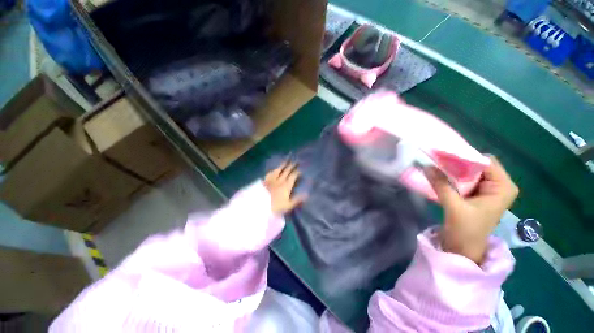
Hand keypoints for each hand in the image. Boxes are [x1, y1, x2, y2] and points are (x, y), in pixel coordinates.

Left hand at [264, 162, 306, 214]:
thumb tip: (306, 194)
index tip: (300, 169)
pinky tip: (273, 169)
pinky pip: (270, 173)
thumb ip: (297, 199)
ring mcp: (271, 179)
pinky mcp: (264, 181)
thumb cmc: (275, 207)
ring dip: (282, 165)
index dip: (297, 172)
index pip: (293, 176)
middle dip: (291, 165)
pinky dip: (273, 170)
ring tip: (285, 161)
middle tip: (295, 160)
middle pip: (286, 171)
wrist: (258, 206)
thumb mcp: (288, 206)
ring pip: (278, 170)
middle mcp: (279, 180)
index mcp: (286, 185)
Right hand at [424, 156, 518, 263]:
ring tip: (437, 167)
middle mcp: (499, 184)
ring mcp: (489, 188)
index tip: (443, 156)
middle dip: (458, 163)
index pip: (485, 162)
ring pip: (471, 170)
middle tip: (437, 161)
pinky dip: (453, 175)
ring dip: (454, 169)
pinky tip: (441, 176)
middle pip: (478, 164)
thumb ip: (441, 184)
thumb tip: (426, 165)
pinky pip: (466, 177)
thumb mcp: (453, 206)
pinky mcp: (479, 192)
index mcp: (502, 187)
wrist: (465, 247)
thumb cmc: (466, 230)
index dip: (464, 157)